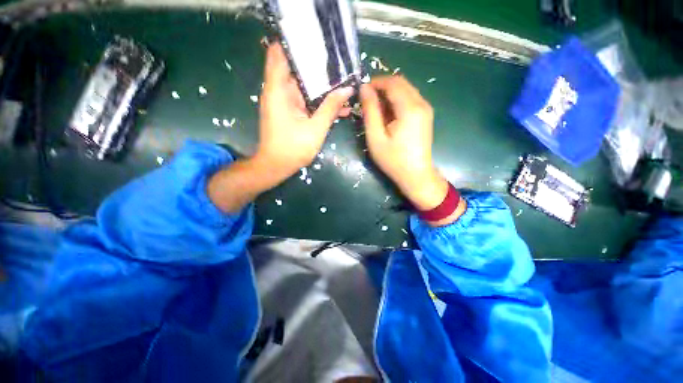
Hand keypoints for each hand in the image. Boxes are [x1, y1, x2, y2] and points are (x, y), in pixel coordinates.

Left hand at [255, 42, 352, 180]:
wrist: (277, 166)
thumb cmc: (293, 148)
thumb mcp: (316, 128)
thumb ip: (331, 108)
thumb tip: (347, 90)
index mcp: (279, 90)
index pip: (280, 54)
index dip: (296, 45)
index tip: (317, 43)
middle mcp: (279, 91)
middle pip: (298, 70)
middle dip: (318, 67)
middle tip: (341, 65)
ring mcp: (285, 102)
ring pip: (305, 87)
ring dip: (323, 88)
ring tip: (345, 84)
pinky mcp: (290, 112)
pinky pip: (306, 101)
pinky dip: (319, 102)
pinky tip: (338, 106)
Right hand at [360, 76, 450, 212]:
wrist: (416, 175)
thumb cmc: (393, 160)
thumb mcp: (376, 137)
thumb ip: (370, 111)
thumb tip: (364, 89)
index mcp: (410, 108)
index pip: (392, 82)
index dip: (375, 82)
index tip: (361, 90)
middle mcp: (421, 103)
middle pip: (401, 83)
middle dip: (382, 86)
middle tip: (367, 99)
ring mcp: (426, 109)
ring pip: (406, 90)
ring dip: (389, 94)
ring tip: (375, 108)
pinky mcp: (425, 115)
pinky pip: (410, 99)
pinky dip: (397, 101)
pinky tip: (388, 114)